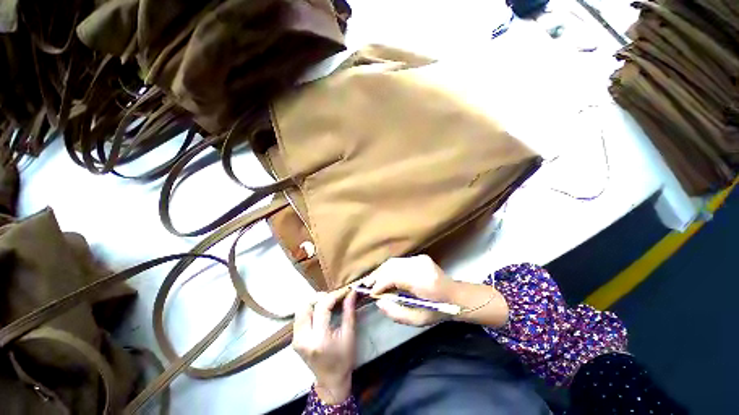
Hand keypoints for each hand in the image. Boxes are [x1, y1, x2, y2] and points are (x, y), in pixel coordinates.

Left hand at [292, 289, 356, 404]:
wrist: (331, 381)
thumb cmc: (343, 359)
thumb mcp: (349, 335)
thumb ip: (349, 311)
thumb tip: (351, 292)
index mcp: (319, 339)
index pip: (322, 307)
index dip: (334, 295)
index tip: (344, 291)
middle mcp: (303, 338)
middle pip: (306, 305)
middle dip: (321, 297)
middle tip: (334, 297)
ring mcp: (296, 340)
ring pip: (300, 309)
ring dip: (314, 302)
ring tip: (328, 303)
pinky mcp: (294, 340)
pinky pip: (300, 317)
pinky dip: (310, 309)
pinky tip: (321, 311)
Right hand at [365, 255, 456, 326]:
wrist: (455, 296)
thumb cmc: (438, 311)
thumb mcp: (418, 320)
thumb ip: (397, 313)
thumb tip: (379, 302)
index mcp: (423, 281)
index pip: (395, 277)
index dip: (380, 284)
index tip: (370, 293)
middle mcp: (421, 265)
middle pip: (392, 266)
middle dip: (377, 276)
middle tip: (365, 285)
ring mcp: (420, 259)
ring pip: (393, 262)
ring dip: (380, 271)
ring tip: (370, 281)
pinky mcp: (419, 257)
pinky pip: (398, 262)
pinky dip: (388, 269)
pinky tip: (382, 276)